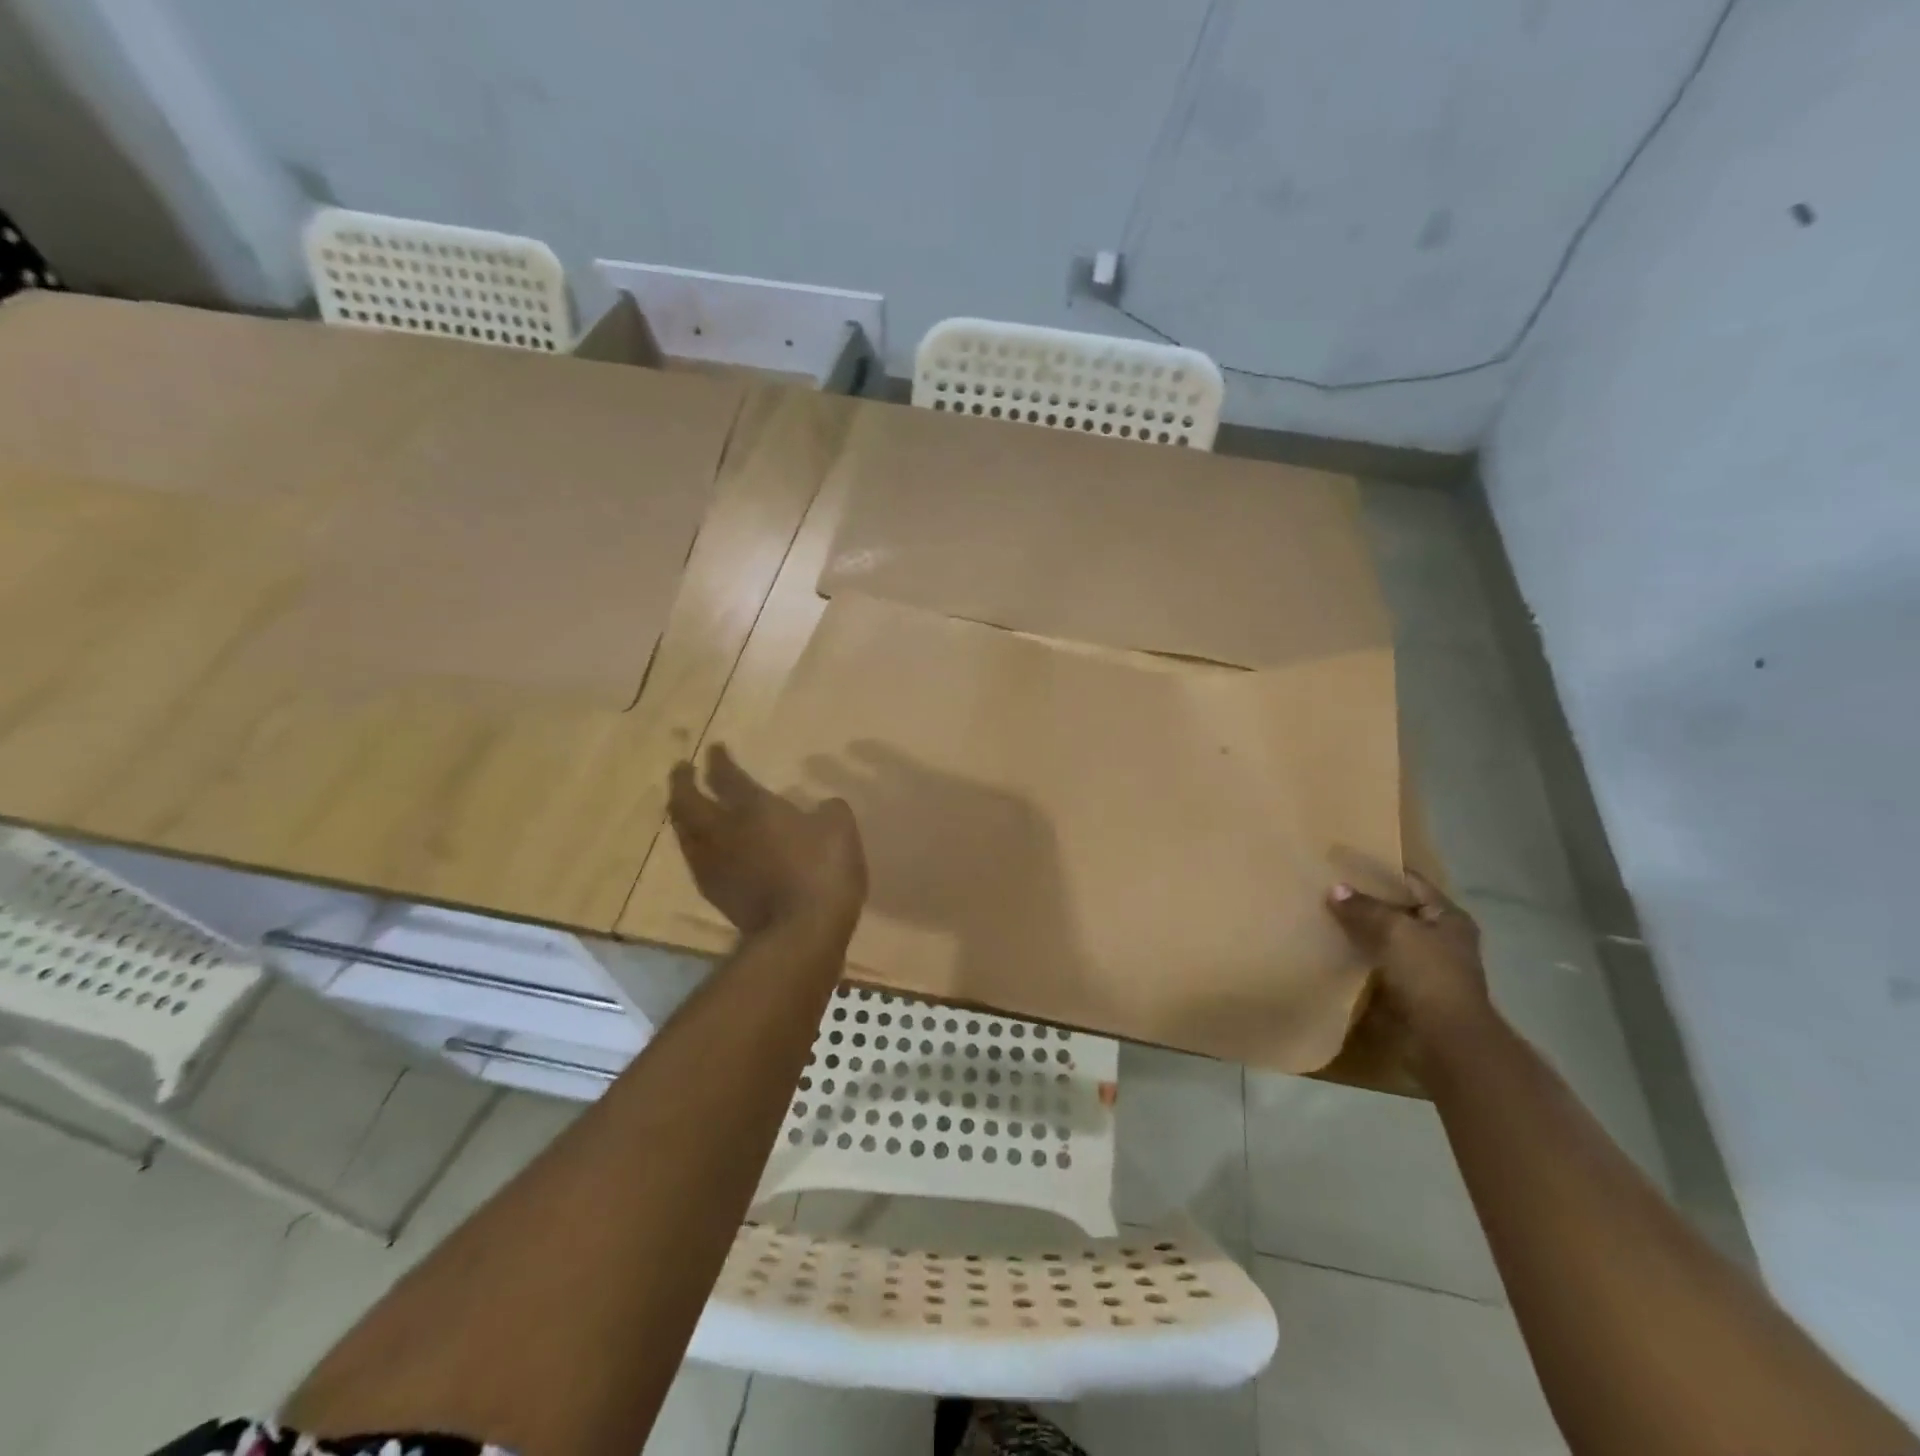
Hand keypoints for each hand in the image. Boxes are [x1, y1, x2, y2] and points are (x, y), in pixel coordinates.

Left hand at [668, 744, 867, 937]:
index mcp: (753, 807)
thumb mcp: (841, 828)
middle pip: (687, 801)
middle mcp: (724, 831)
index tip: (715, 748)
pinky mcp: (716, 894)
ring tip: (685, 806)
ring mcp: (715, 865)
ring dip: (681, 814)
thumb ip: (829, 810)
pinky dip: (695, 844)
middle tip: (681, 769)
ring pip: (684, 832)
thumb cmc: (822, 871)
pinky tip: (704, 846)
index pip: (727, 776)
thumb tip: (823, 806)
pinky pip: (696, 859)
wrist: (801, 931)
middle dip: (682, 782)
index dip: (719, 760)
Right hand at [1327, 873, 1496, 1068]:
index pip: (1411, 882)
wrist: (1445, 1039)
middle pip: (1399, 911)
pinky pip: (1381, 964)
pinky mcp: (1412, 992)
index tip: (1345, 865)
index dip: (1380, 872)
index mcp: (1449, 917)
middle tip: (1328, 890)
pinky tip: (1336, 952)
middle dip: (1367, 903)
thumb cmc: (1429, 974)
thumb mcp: (1395, 931)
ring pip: (1388, 939)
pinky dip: (1362, 958)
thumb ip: (1364, 908)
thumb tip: (1335, 888)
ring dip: (1362, 932)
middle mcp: (1443, 938)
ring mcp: (1429, 967)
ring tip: (1325, 918)